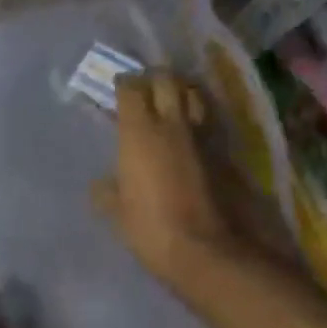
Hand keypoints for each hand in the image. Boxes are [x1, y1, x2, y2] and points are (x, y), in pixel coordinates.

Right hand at [93, 71, 272, 293]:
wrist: (204, 249)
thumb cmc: (149, 226)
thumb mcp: (116, 211)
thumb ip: (107, 191)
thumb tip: (102, 185)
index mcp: (139, 132)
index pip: (132, 88)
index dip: (125, 83)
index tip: (118, 88)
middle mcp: (172, 124)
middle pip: (168, 80)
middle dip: (155, 78)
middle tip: (146, 87)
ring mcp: (202, 137)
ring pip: (195, 96)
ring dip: (183, 92)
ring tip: (172, 101)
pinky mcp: (223, 153)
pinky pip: (209, 124)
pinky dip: (199, 120)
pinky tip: (191, 132)